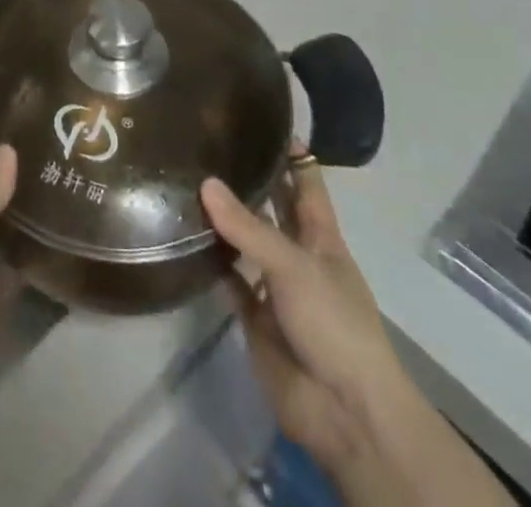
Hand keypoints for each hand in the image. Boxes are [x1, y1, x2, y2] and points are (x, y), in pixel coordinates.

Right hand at [201, 152, 399, 477]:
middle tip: (210, 143)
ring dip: (225, 220)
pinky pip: (231, 281)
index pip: (306, 181)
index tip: (262, 118)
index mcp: (321, 236)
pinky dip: (213, 264)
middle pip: (273, 208)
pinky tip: (186, 237)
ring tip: (186, 179)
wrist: (345, 412)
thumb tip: (204, 182)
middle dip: (250, 180)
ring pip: (247, 243)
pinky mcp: (256, 317)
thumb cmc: (335, 324)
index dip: (292, 152)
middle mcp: (298, 254)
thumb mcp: (294, 266)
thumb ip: (248, 227)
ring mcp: (277, 287)